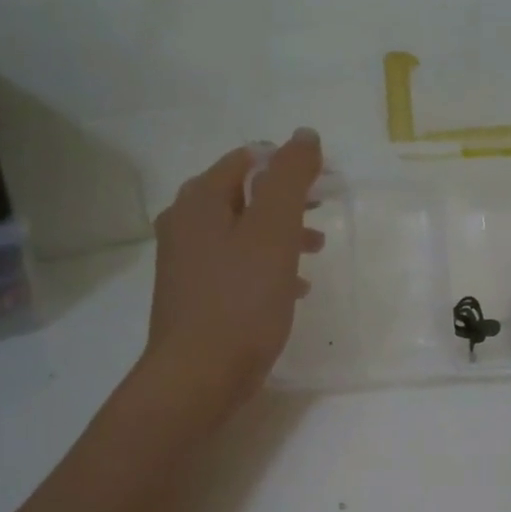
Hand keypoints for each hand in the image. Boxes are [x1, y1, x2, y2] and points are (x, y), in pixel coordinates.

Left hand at [137, 128, 324, 416]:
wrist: (199, 376)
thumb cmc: (241, 301)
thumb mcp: (274, 231)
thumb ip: (290, 178)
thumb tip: (304, 136)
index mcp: (200, 200)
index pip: (248, 159)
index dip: (288, 163)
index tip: (325, 182)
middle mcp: (185, 223)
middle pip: (244, 194)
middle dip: (287, 200)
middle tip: (323, 212)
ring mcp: (185, 261)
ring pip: (242, 232)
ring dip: (280, 234)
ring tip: (315, 251)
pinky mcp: (195, 295)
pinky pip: (236, 266)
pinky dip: (266, 265)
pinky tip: (292, 288)